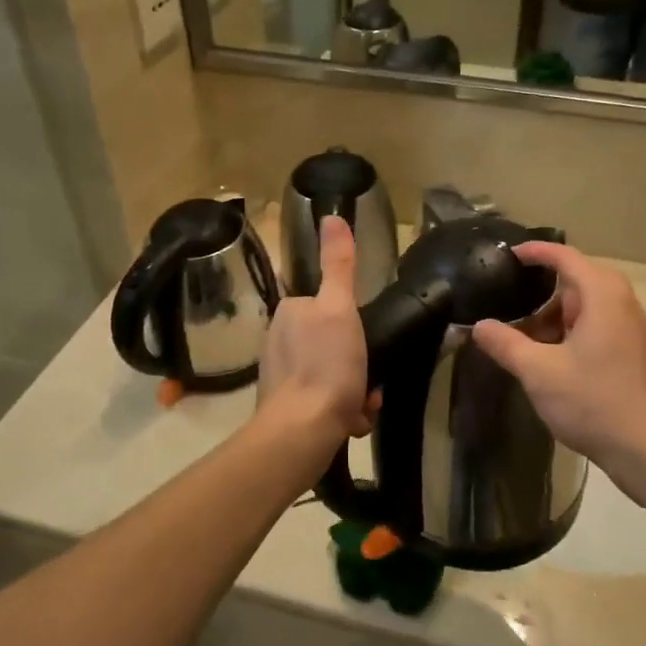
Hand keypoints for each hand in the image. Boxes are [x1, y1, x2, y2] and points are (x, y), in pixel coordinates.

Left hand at [259, 216, 376, 441]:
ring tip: (362, 405)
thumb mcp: (339, 307)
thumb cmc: (327, 364)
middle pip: (332, 343)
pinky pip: (323, 401)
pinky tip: (350, 421)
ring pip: (332, 374)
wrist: (303, 430)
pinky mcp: (284, 408)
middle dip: (356, 362)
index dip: (351, 325)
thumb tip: (332, 216)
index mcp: (289, 312)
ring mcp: (279, 376)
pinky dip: (341, 410)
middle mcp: (277, 340)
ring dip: (354, 389)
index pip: (327, 306)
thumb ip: (338, 264)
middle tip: (368, 379)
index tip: (365, 343)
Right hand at [470, 242, 645, 492]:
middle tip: (505, 298)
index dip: (536, 252)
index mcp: (602, 295)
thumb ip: (506, 344)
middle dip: (540, 289)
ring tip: (518, 331)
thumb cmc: (593, 401)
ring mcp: (630, 329)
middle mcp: (621, 303)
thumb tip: (479, 326)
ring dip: (553, 316)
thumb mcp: (538, 372)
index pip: (565, 257)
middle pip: (576, 281)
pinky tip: (547, 356)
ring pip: (585, 308)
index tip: (508, 256)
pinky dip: (569, 331)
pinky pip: (595, 327)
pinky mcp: (632, 353)